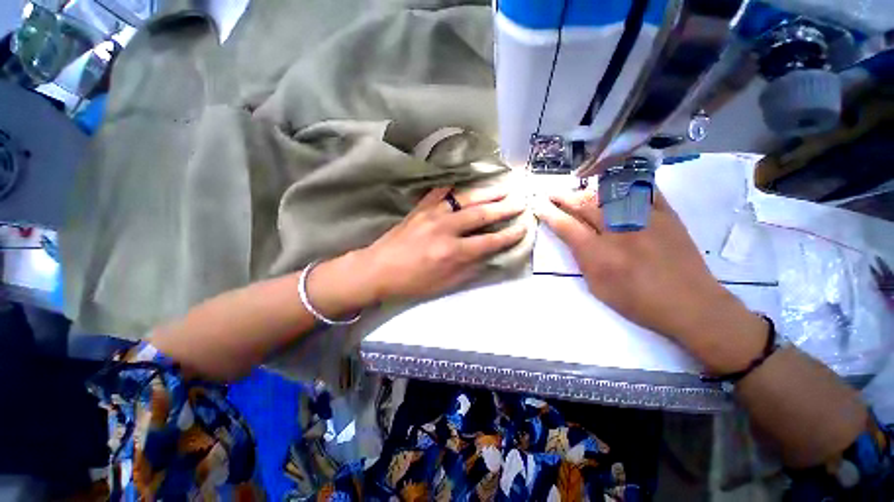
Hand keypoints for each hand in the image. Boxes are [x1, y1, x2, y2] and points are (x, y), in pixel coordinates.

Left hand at [359, 186, 527, 301]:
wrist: (379, 269)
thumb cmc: (413, 282)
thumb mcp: (445, 285)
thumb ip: (470, 269)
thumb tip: (489, 255)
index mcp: (453, 252)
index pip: (489, 241)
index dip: (509, 235)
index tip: (523, 227)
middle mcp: (446, 229)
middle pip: (481, 214)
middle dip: (504, 207)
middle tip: (520, 200)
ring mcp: (432, 214)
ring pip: (465, 198)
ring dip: (487, 192)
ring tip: (503, 187)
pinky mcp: (420, 208)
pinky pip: (441, 191)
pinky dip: (456, 185)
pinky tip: (468, 181)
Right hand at [534, 189, 766, 373]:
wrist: (691, 304)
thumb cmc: (638, 302)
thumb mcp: (598, 288)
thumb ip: (583, 260)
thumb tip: (575, 239)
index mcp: (599, 254)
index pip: (566, 226)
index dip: (549, 214)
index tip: (538, 206)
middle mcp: (618, 231)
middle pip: (584, 205)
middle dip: (563, 197)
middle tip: (551, 193)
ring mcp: (644, 219)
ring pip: (609, 194)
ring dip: (588, 190)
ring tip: (577, 189)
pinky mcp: (666, 214)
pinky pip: (644, 189)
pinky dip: (627, 183)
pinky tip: (615, 181)